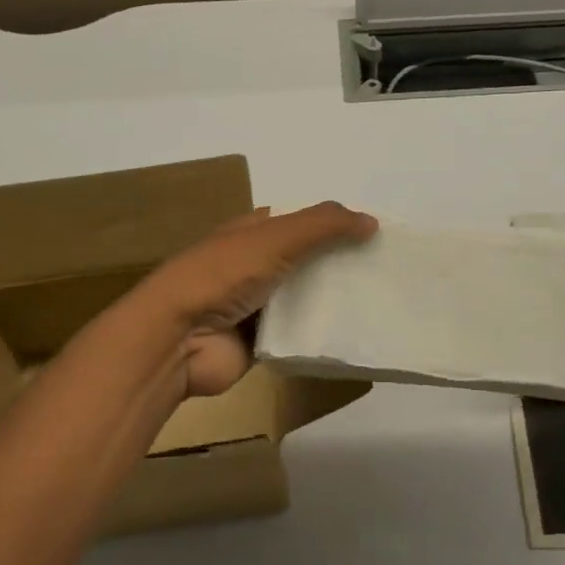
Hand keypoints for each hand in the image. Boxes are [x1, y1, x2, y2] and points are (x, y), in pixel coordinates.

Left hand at [140, 202, 377, 396]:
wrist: (178, 339)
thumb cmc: (223, 275)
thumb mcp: (276, 237)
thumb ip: (323, 226)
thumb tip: (371, 221)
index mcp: (252, 233)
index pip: (301, 223)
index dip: (334, 225)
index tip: (373, 235)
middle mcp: (255, 265)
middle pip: (307, 261)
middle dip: (339, 264)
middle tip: (386, 271)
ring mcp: (257, 306)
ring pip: (306, 299)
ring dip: (334, 302)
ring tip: (381, 303)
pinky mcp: (261, 343)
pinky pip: (299, 335)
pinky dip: (321, 335)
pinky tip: (355, 335)